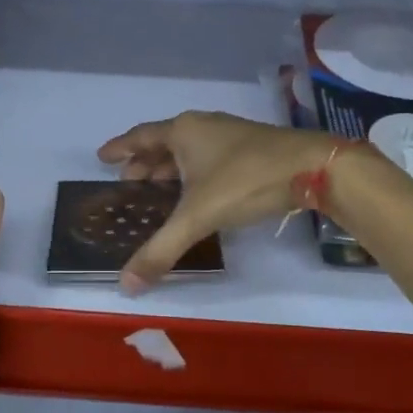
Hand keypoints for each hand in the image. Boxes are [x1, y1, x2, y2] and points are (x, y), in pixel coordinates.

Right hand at [97, 111, 333, 291]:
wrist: (311, 167)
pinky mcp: (249, 148)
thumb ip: (161, 250)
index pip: (140, 137)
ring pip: (187, 150)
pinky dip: (192, 171)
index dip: (119, 148)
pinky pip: (207, 156)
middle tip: (126, 181)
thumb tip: (126, 285)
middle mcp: (202, 127)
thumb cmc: (245, 182)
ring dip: (169, 167)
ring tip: (155, 188)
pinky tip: (197, 191)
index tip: (101, 157)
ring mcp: (228, 135)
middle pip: (163, 143)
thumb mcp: (198, 216)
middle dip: (143, 162)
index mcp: (182, 132)